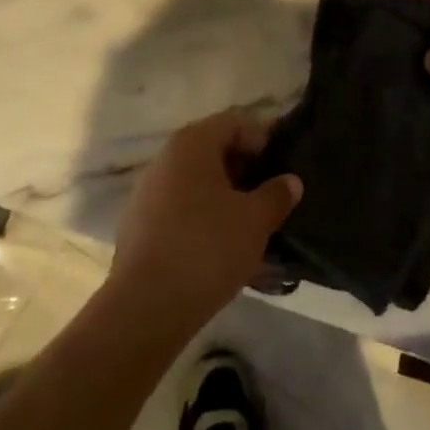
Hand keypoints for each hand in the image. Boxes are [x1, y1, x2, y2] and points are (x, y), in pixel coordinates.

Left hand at [109, 108, 302, 328]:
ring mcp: (148, 190)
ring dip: (225, 196)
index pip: (235, 122)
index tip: (282, 168)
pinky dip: (203, 216)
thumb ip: (276, 195)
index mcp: (192, 143)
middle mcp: (166, 157)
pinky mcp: (139, 223)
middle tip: (270, 197)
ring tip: (250, 225)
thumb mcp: (254, 221)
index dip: (263, 140)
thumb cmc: (206, 248)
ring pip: (197, 181)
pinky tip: (220, 246)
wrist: (146, 306)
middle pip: (214, 150)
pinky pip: (180, 207)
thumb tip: (290, 181)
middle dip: (245, 170)